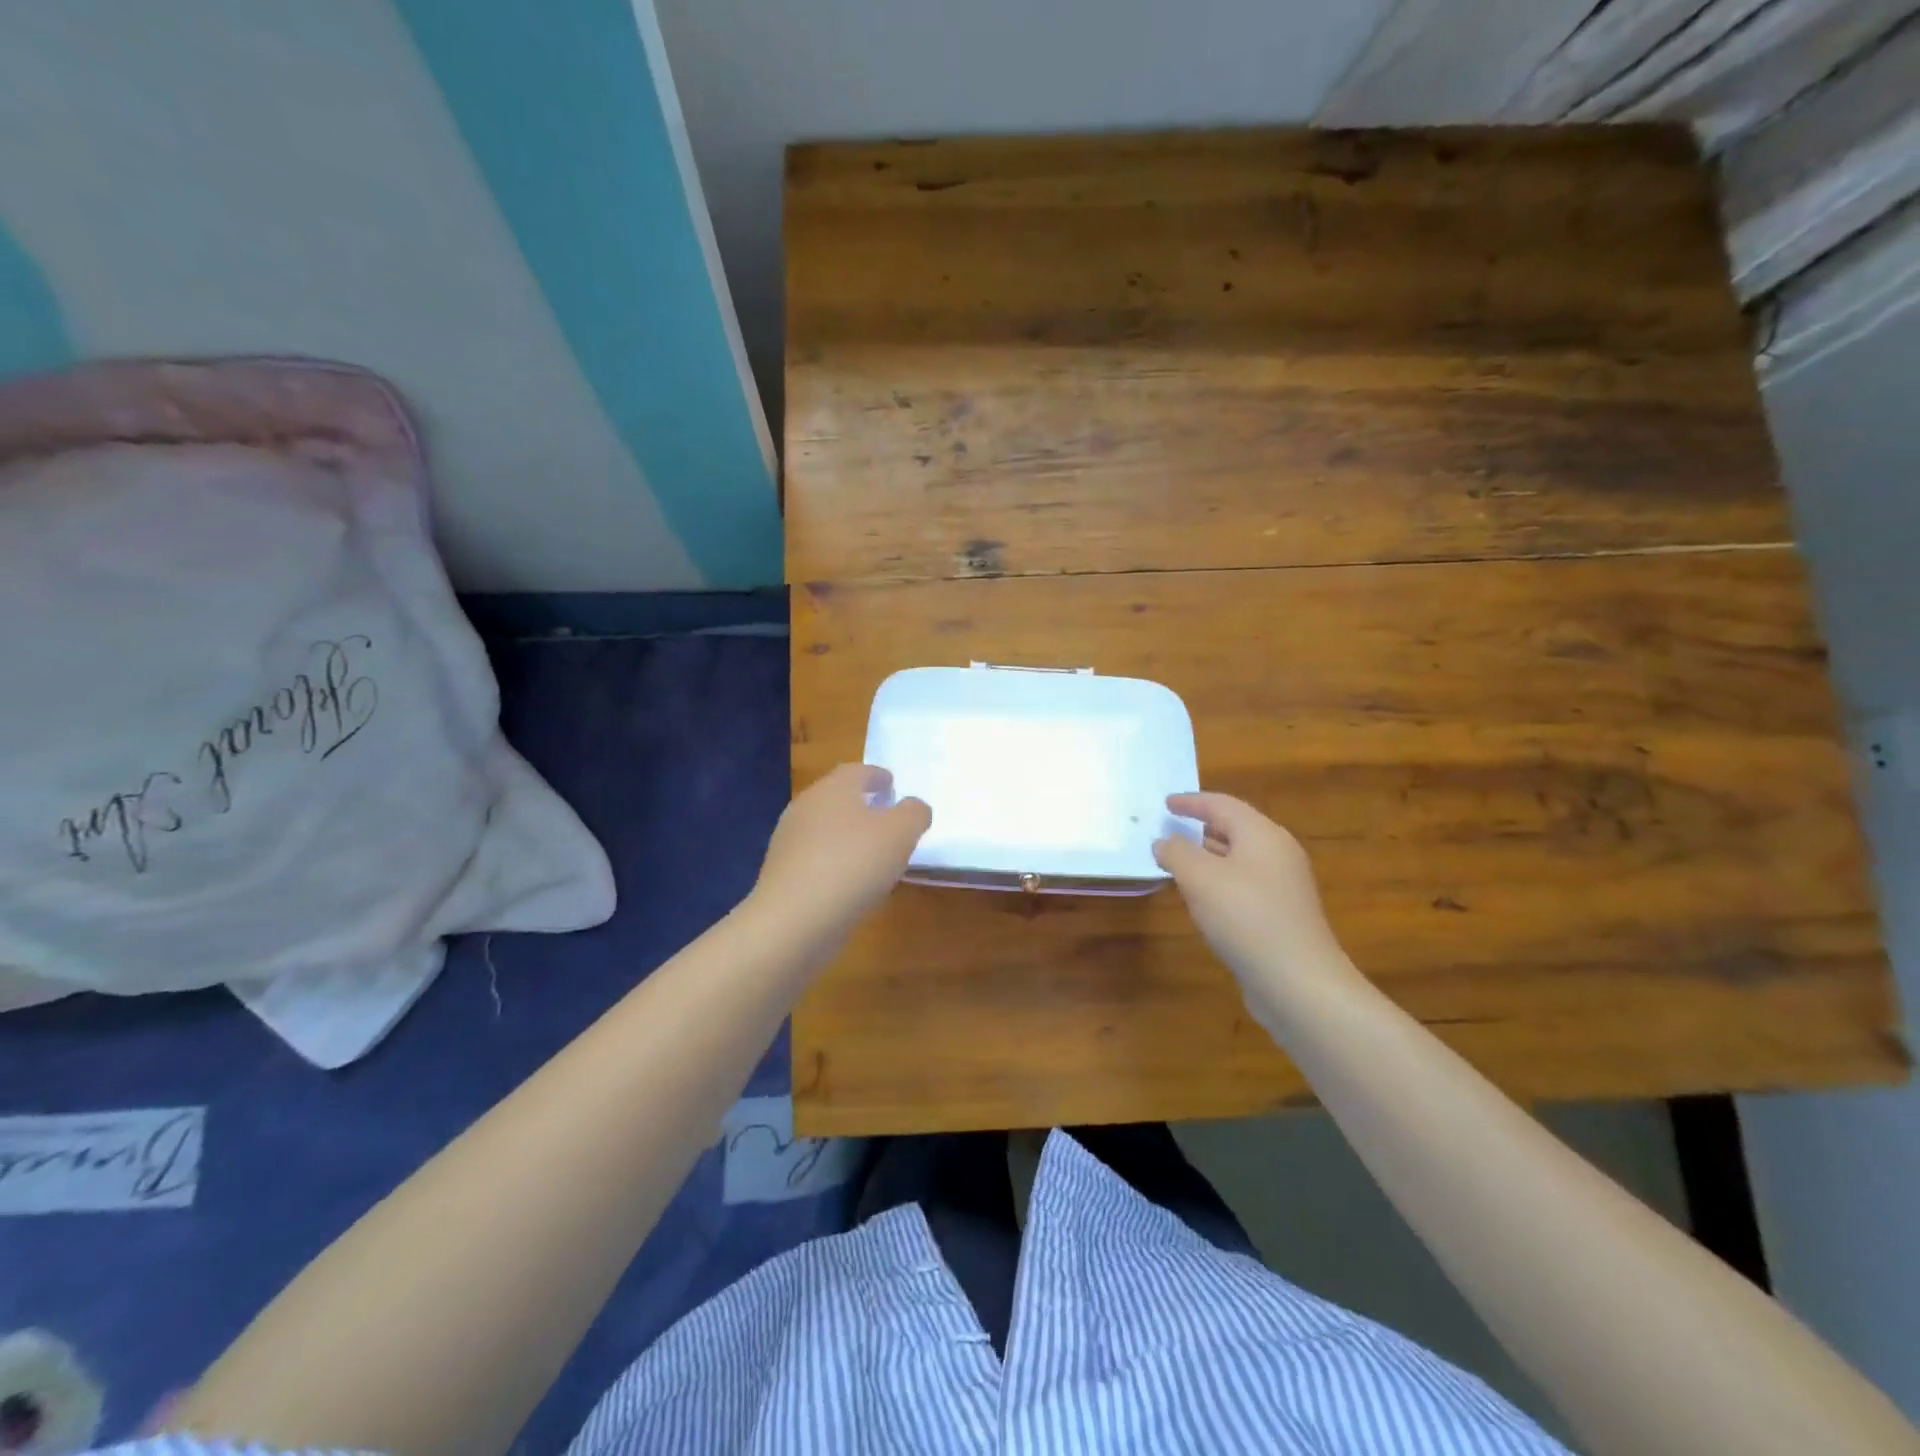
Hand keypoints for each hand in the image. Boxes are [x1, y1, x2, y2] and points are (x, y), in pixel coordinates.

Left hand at [752, 764, 930, 940]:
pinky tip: (851, 883)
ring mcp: (789, 841)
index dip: (878, 776)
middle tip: (888, 820)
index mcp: (833, 788)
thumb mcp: (900, 833)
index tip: (893, 786)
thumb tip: (913, 807)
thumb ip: (914, 813)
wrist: (793, 920)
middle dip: (863, 806)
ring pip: (826, 829)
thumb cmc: (852, 865)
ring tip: (874, 855)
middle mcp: (806, 807)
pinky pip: (816, 859)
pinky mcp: (782, 874)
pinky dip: (835, 863)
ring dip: (849, 837)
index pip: (857, 771)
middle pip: (838, 798)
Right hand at [1153, 792, 1356, 1016]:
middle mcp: (1278, 853)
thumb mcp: (1199, 878)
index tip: (1165, 803)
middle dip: (1200, 828)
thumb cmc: (1245, 917)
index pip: (1222, 805)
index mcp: (1262, 834)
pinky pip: (1244, 885)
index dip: (1191, 802)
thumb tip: (1164, 841)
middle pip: (1234, 829)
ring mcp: (1284, 886)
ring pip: (1239, 859)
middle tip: (1170, 829)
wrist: (1298, 982)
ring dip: (1208, 856)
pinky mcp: (1282, 915)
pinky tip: (1202, 899)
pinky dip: (1219, 882)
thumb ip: (1176, 852)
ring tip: (1178, 862)